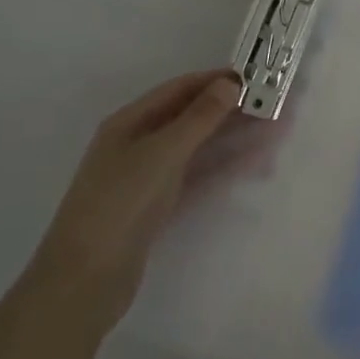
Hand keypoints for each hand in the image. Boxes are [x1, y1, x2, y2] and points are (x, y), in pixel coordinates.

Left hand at [29, 70, 248, 329]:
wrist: (85, 281)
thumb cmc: (119, 204)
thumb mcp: (161, 153)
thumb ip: (199, 118)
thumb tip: (230, 83)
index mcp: (129, 122)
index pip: (179, 90)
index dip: (215, 81)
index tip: (255, 77)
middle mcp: (138, 144)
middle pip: (191, 118)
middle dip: (231, 111)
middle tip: (274, 105)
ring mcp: (149, 178)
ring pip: (199, 149)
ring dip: (234, 139)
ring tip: (275, 133)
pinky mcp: (159, 208)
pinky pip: (198, 179)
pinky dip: (225, 169)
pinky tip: (255, 165)